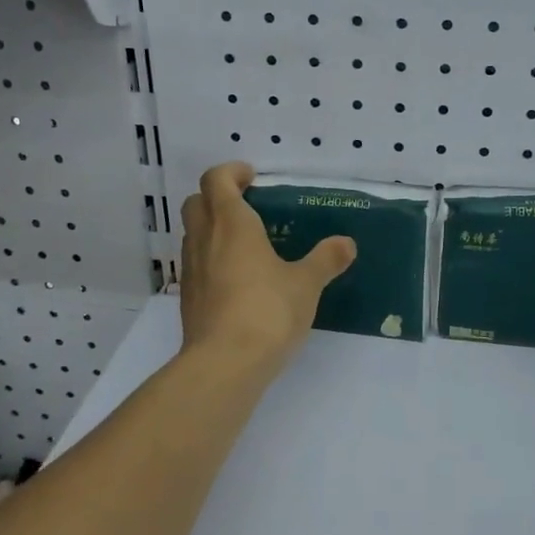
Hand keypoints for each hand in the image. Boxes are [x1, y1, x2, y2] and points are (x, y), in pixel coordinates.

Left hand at [179, 162, 355, 373]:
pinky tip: (237, 279)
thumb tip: (346, 244)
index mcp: (231, 223)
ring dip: (211, 228)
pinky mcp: (188, 298)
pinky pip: (195, 264)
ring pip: (192, 234)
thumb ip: (325, 260)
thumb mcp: (306, 284)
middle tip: (247, 206)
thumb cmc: (267, 311)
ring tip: (245, 243)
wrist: (225, 363)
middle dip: (217, 196)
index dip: (231, 172)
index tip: (251, 177)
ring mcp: (191, 270)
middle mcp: (204, 239)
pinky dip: (211, 259)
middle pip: (196, 202)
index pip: (216, 179)